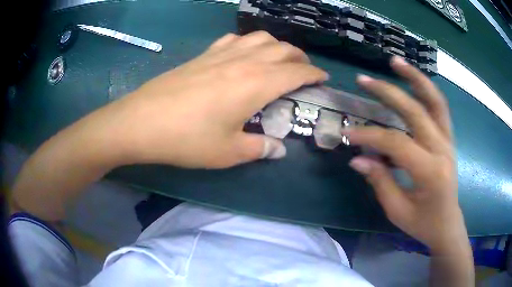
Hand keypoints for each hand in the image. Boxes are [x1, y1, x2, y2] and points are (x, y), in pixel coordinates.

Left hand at [111, 31, 327, 167]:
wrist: (142, 122)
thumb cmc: (187, 139)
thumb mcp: (228, 152)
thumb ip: (259, 148)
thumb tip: (278, 149)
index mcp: (257, 83)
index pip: (297, 71)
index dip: (314, 74)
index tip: (322, 79)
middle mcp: (244, 61)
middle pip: (282, 48)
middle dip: (300, 57)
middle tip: (304, 70)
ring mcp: (221, 54)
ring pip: (260, 37)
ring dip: (276, 45)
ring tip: (278, 59)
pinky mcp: (203, 55)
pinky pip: (233, 39)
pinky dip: (247, 42)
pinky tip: (243, 53)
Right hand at [346, 57, 467, 250]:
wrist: (447, 224)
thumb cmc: (423, 223)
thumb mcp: (397, 211)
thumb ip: (379, 181)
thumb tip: (357, 158)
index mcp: (430, 172)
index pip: (396, 143)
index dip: (369, 135)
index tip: (347, 134)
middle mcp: (443, 150)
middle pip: (415, 111)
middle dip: (388, 93)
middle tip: (363, 80)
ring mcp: (448, 141)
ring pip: (435, 100)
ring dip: (415, 78)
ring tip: (396, 62)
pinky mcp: (449, 139)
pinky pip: (440, 108)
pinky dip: (427, 90)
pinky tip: (414, 81)